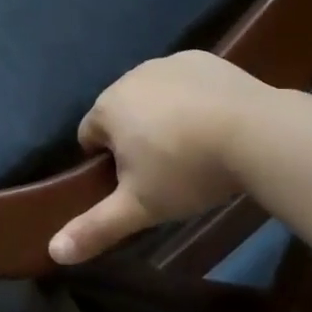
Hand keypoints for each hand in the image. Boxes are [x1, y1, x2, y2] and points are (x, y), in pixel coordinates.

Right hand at [50, 51, 266, 264]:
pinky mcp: (200, 59)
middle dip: (134, 137)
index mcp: (107, 107)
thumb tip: (54, 252)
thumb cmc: (188, 170)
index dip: (106, 163)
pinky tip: (215, 121)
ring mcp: (166, 63)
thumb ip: (95, 228)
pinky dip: (190, 97)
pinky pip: (183, 81)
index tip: (136, 183)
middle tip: (167, 170)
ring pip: (152, 94)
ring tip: (194, 146)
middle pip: (120, 112)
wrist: (256, 133)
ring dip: (162, 115)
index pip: (89, 135)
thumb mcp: (140, 207)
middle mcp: (129, 77)